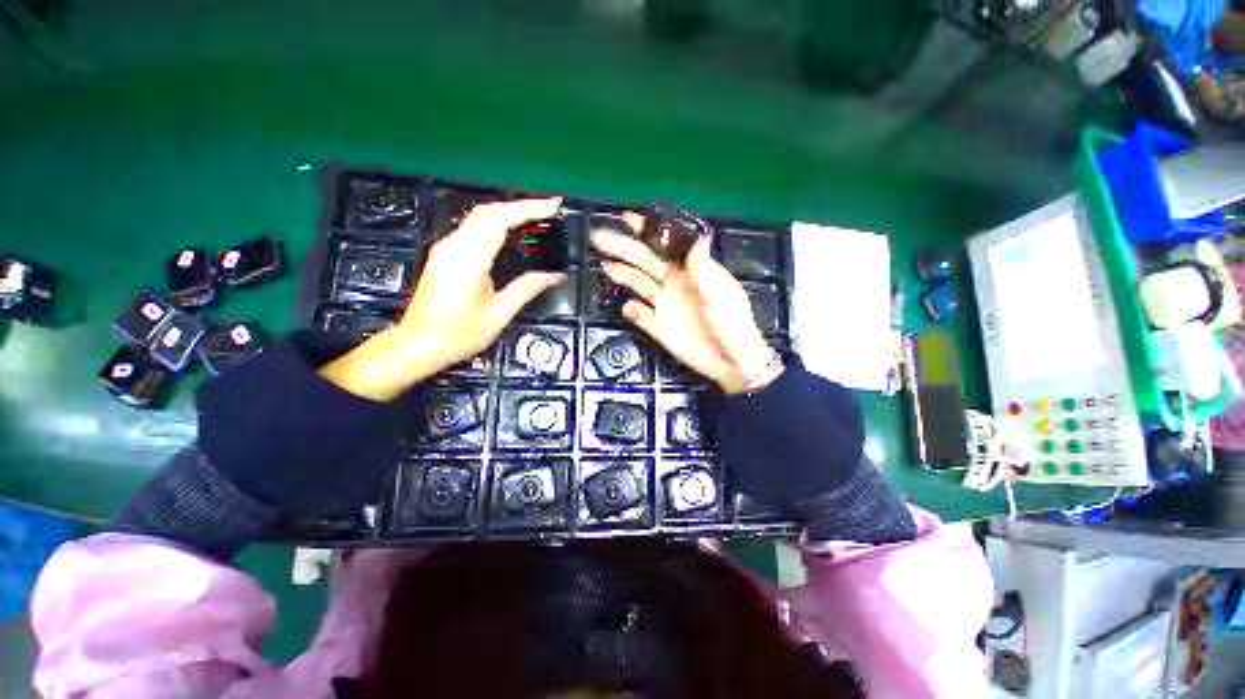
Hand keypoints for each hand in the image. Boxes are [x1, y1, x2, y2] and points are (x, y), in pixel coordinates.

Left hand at [321, 198, 565, 399]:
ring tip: (536, 219)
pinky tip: (511, 233)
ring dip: (508, 212)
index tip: (554, 206)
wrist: (417, 345)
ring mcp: (446, 248)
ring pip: (479, 217)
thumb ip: (527, 288)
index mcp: (469, 259)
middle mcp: (455, 246)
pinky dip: (496, 223)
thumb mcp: (498, 314)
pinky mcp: (444, 255)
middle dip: (521, 206)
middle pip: (488, 211)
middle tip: (550, 211)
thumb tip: (555, 275)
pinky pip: (473, 228)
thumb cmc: (459, 335)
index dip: (529, 209)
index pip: (500, 219)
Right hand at [591, 217, 777, 393]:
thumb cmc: (732, 324)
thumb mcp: (721, 294)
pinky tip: (626, 307)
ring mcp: (665, 306)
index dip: (647, 231)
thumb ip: (704, 269)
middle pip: (645, 262)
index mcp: (691, 271)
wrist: (731, 362)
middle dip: (623, 248)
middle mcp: (674, 284)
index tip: (627, 218)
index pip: (665, 246)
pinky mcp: (659, 327)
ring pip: (638, 285)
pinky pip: (641, 317)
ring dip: (621, 274)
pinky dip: (632, 312)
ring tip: (604, 264)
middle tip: (599, 237)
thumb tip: (698, 237)